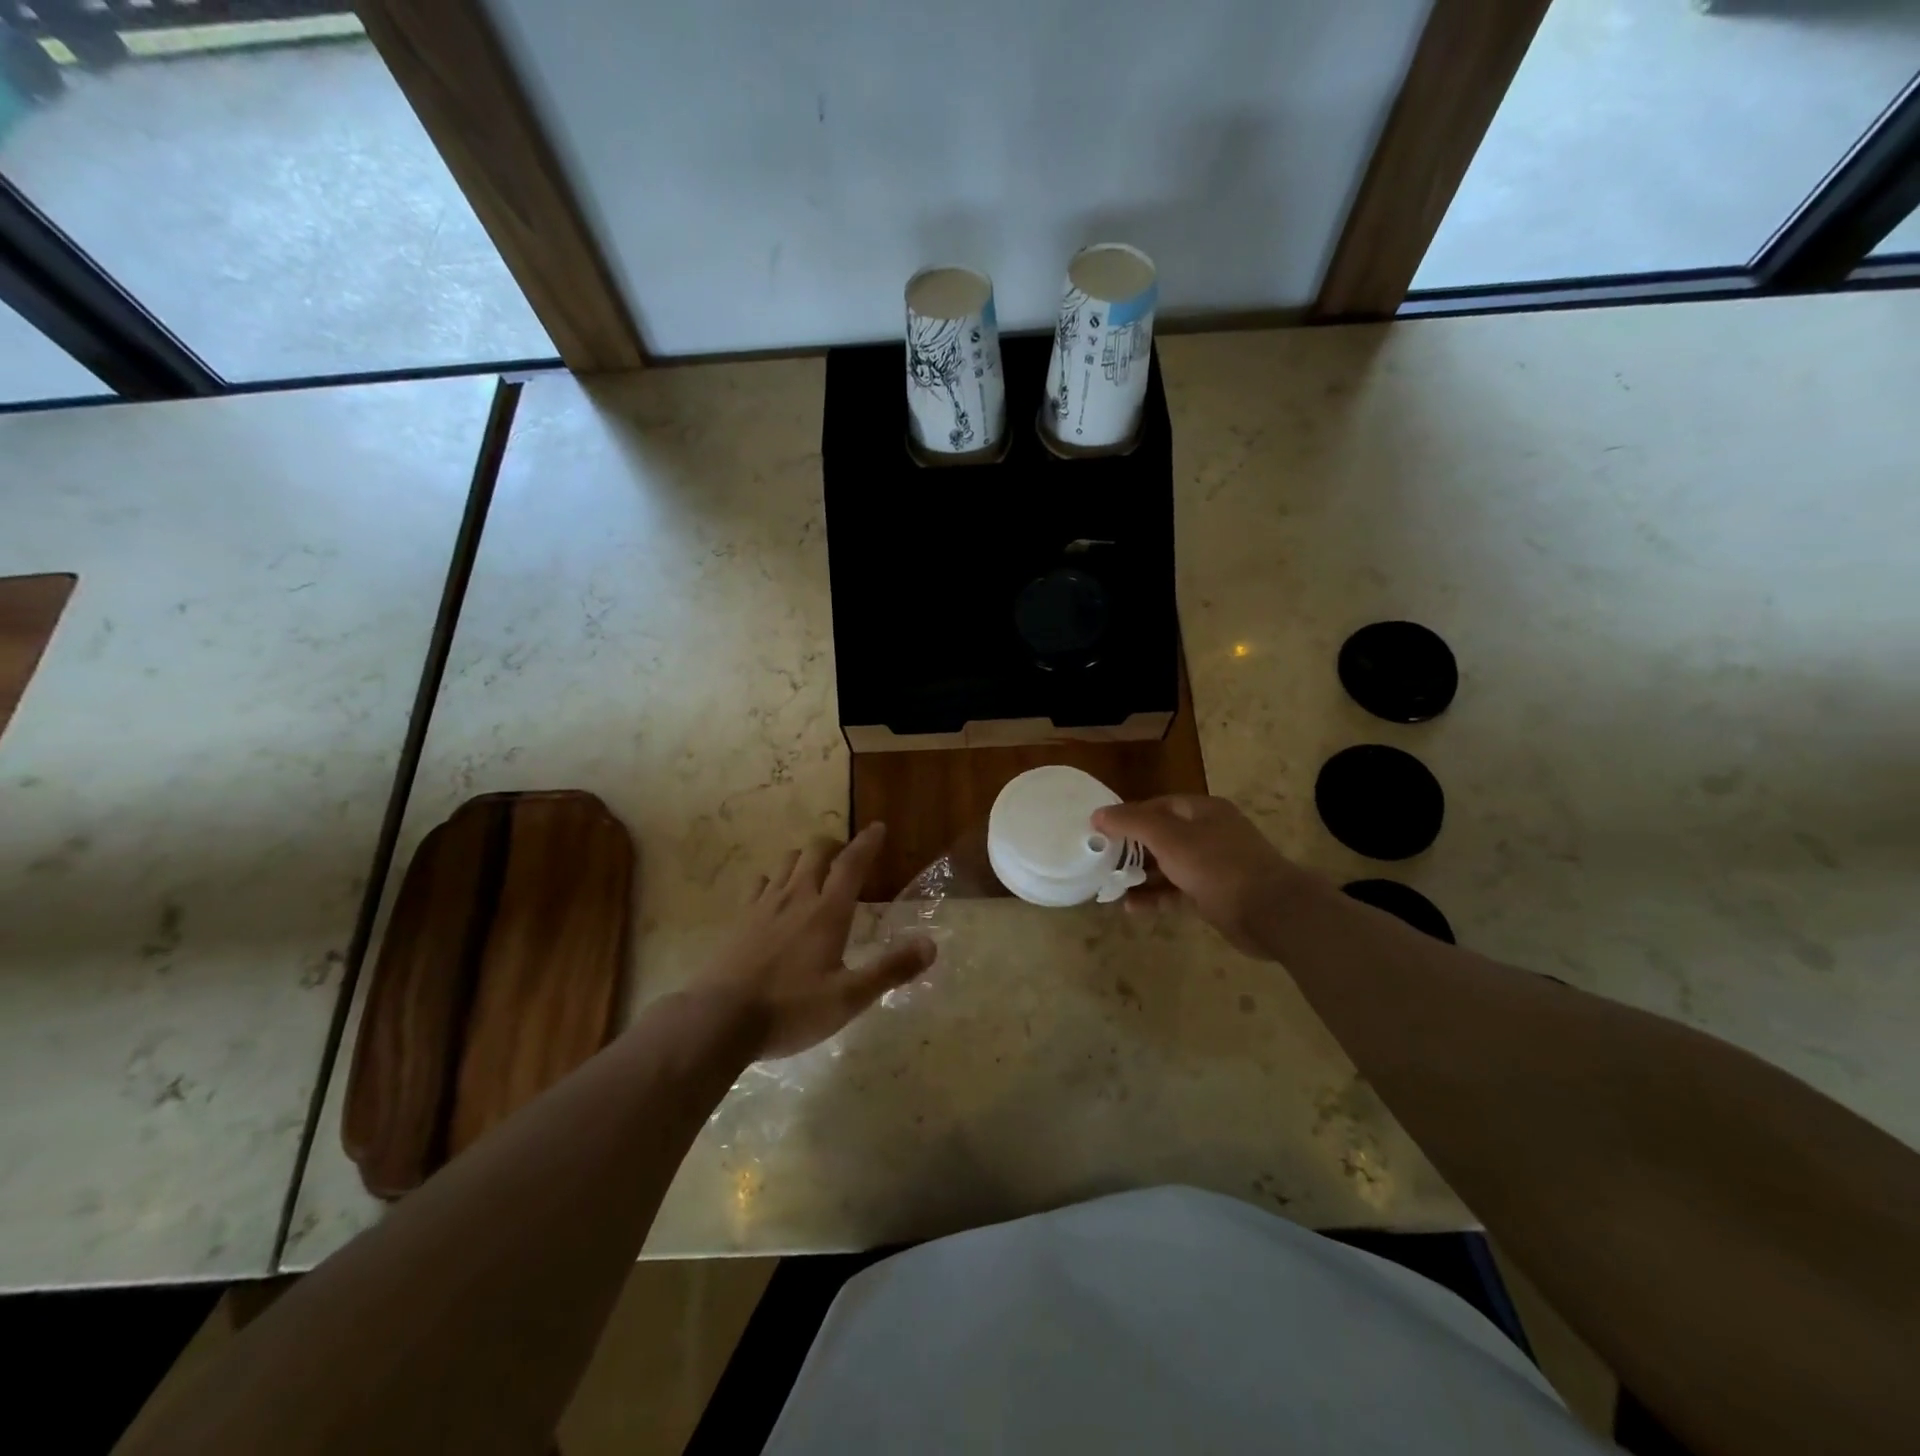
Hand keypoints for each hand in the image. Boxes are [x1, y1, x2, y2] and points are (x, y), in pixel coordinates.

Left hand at [697, 823, 934, 1058]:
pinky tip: (775, 894)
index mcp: (827, 912)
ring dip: (806, 858)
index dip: (867, 842)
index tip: (878, 827)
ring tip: (815, 870)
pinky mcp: (740, 920)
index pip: (851, 864)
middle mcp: (796, 897)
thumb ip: (890, 970)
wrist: (718, 1020)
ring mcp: (764, 906)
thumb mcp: (849, 998)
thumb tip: (930, 945)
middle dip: (835, 845)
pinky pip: (760, 883)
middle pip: (816, 851)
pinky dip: (775, 879)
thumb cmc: (791, 1009)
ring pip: (787, 862)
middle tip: (847, 855)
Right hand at [1091, 795, 1303, 957]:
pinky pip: (1177, 892)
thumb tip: (1098, 813)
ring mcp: (1213, 866)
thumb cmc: (1216, 864)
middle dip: (1131, 849)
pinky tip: (1131, 907)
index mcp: (1202, 810)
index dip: (1128, 816)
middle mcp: (1209, 833)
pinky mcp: (1214, 895)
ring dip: (1140, 876)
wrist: (1270, 911)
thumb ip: (1132, 823)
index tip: (1100, 831)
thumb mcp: (1168, 838)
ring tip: (1109, 886)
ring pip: (1168, 866)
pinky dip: (1156, 897)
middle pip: (1162, 836)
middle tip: (1101, 860)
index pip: (1158, 806)